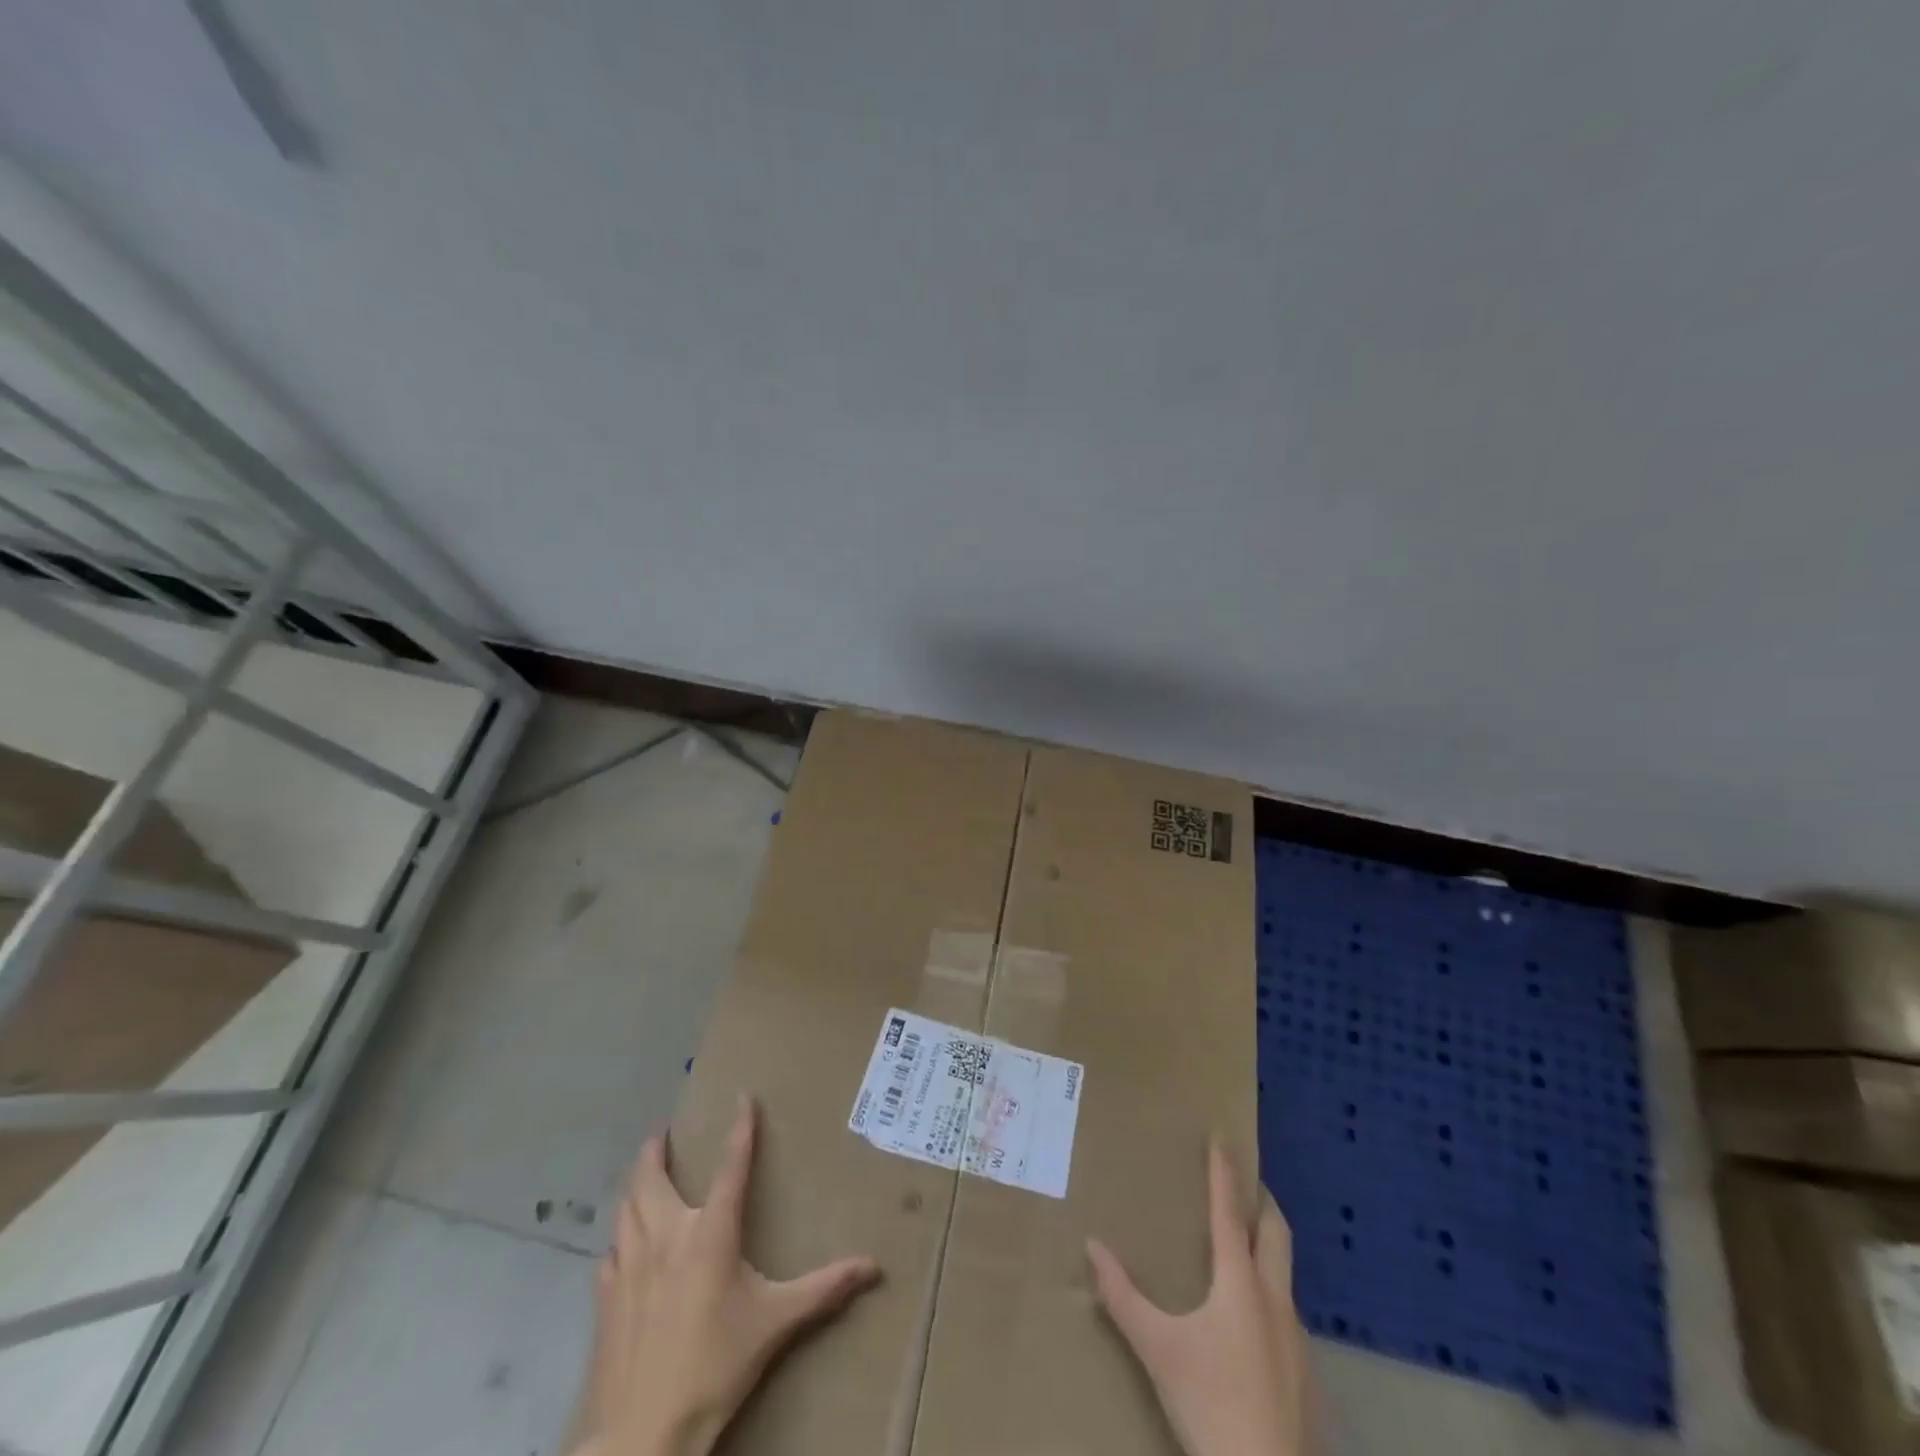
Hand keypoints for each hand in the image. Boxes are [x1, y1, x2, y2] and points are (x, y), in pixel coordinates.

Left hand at [577, 1095, 880, 1455]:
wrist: (641, 1434)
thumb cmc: (715, 1366)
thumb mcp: (776, 1323)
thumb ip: (824, 1289)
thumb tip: (874, 1266)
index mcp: (710, 1232)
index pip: (732, 1166)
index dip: (740, 1129)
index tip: (743, 1097)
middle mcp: (666, 1235)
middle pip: (651, 1177)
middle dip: (656, 1150)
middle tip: (662, 1134)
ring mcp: (628, 1265)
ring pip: (625, 1207)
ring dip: (633, 1185)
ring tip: (640, 1177)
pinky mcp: (604, 1298)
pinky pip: (610, 1251)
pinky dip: (619, 1236)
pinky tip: (622, 1246)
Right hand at [1087, 1140, 1315, 1455]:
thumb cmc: (1210, 1402)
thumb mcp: (1157, 1348)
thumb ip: (1122, 1296)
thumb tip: (1091, 1246)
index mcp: (1239, 1283)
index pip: (1230, 1212)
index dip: (1224, 1172)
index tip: (1223, 1137)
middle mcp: (1274, 1300)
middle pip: (1277, 1233)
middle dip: (1264, 1201)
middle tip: (1248, 1182)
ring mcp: (1297, 1339)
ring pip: (1287, 1275)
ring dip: (1270, 1249)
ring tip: (1246, 1249)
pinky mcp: (1307, 1375)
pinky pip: (1289, 1316)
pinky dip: (1272, 1296)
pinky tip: (1255, 1323)